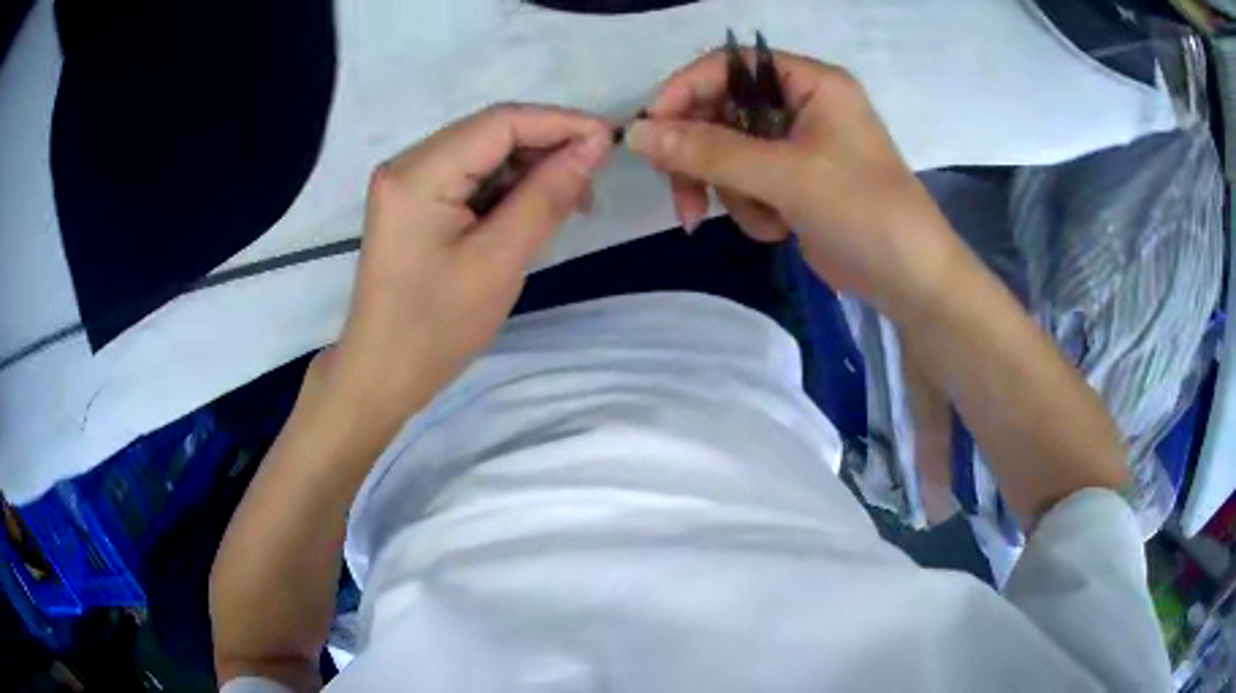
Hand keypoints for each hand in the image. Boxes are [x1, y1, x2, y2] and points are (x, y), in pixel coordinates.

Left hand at [328, 104, 612, 428]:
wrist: (383, 373)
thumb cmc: (437, 328)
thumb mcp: (500, 260)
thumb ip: (548, 195)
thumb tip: (595, 146)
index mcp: (418, 174)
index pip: (499, 122)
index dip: (560, 122)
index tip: (610, 140)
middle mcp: (407, 164)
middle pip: (490, 132)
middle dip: (547, 146)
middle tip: (594, 180)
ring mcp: (407, 182)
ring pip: (484, 154)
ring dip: (531, 169)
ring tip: (571, 201)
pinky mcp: (414, 201)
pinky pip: (470, 177)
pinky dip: (508, 187)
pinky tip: (534, 208)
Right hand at [627, 49, 961, 312]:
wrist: (909, 281)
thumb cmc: (863, 212)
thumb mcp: (787, 176)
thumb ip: (710, 151)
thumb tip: (638, 134)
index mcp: (810, 83)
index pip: (729, 65)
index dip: (685, 91)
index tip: (651, 131)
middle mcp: (801, 105)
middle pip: (721, 111)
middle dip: (703, 158)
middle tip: (685, 197)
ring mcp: (796, 146)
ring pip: (727, 154)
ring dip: (732, 191)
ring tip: (764, 219)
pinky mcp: (792, 183)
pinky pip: (745, 183)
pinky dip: (751, 209)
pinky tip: (779, 229)